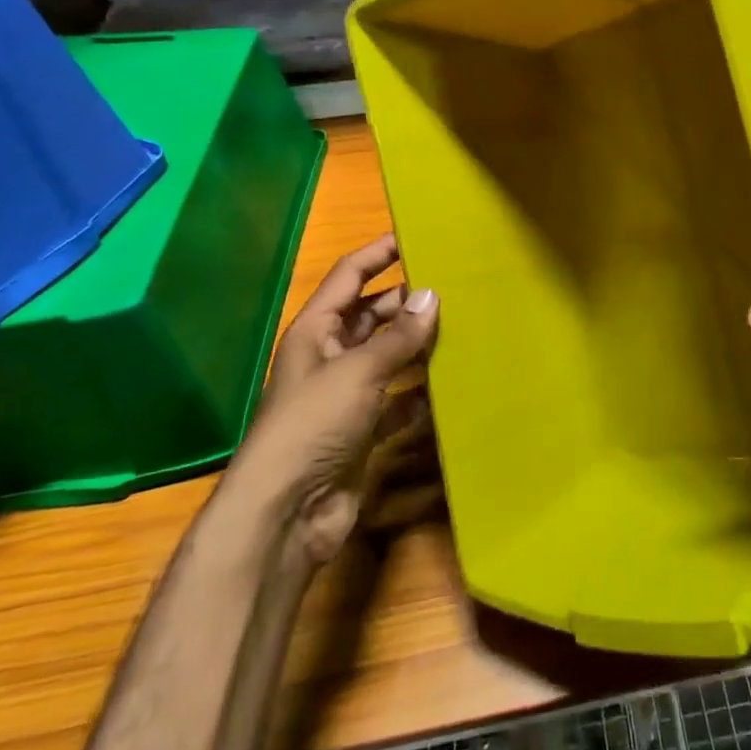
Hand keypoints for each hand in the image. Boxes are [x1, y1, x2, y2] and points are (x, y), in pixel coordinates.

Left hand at [228, 235, 439, 562]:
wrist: (287, 512)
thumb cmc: (313, 425)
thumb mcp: (358, 371)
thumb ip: (398, 336)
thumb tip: (432, 296)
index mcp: (316, 331)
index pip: (349, 277)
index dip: (378, 254)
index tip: (416, 237)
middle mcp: (330, 357)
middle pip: (373, 317)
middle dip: (408, 303)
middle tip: (456, 287)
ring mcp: (346, 397)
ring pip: (388, 359)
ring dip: (418, 348)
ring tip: (463, 328)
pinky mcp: (362, 432)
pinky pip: (397, 402)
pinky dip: (419, 395)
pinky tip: (449, 387)